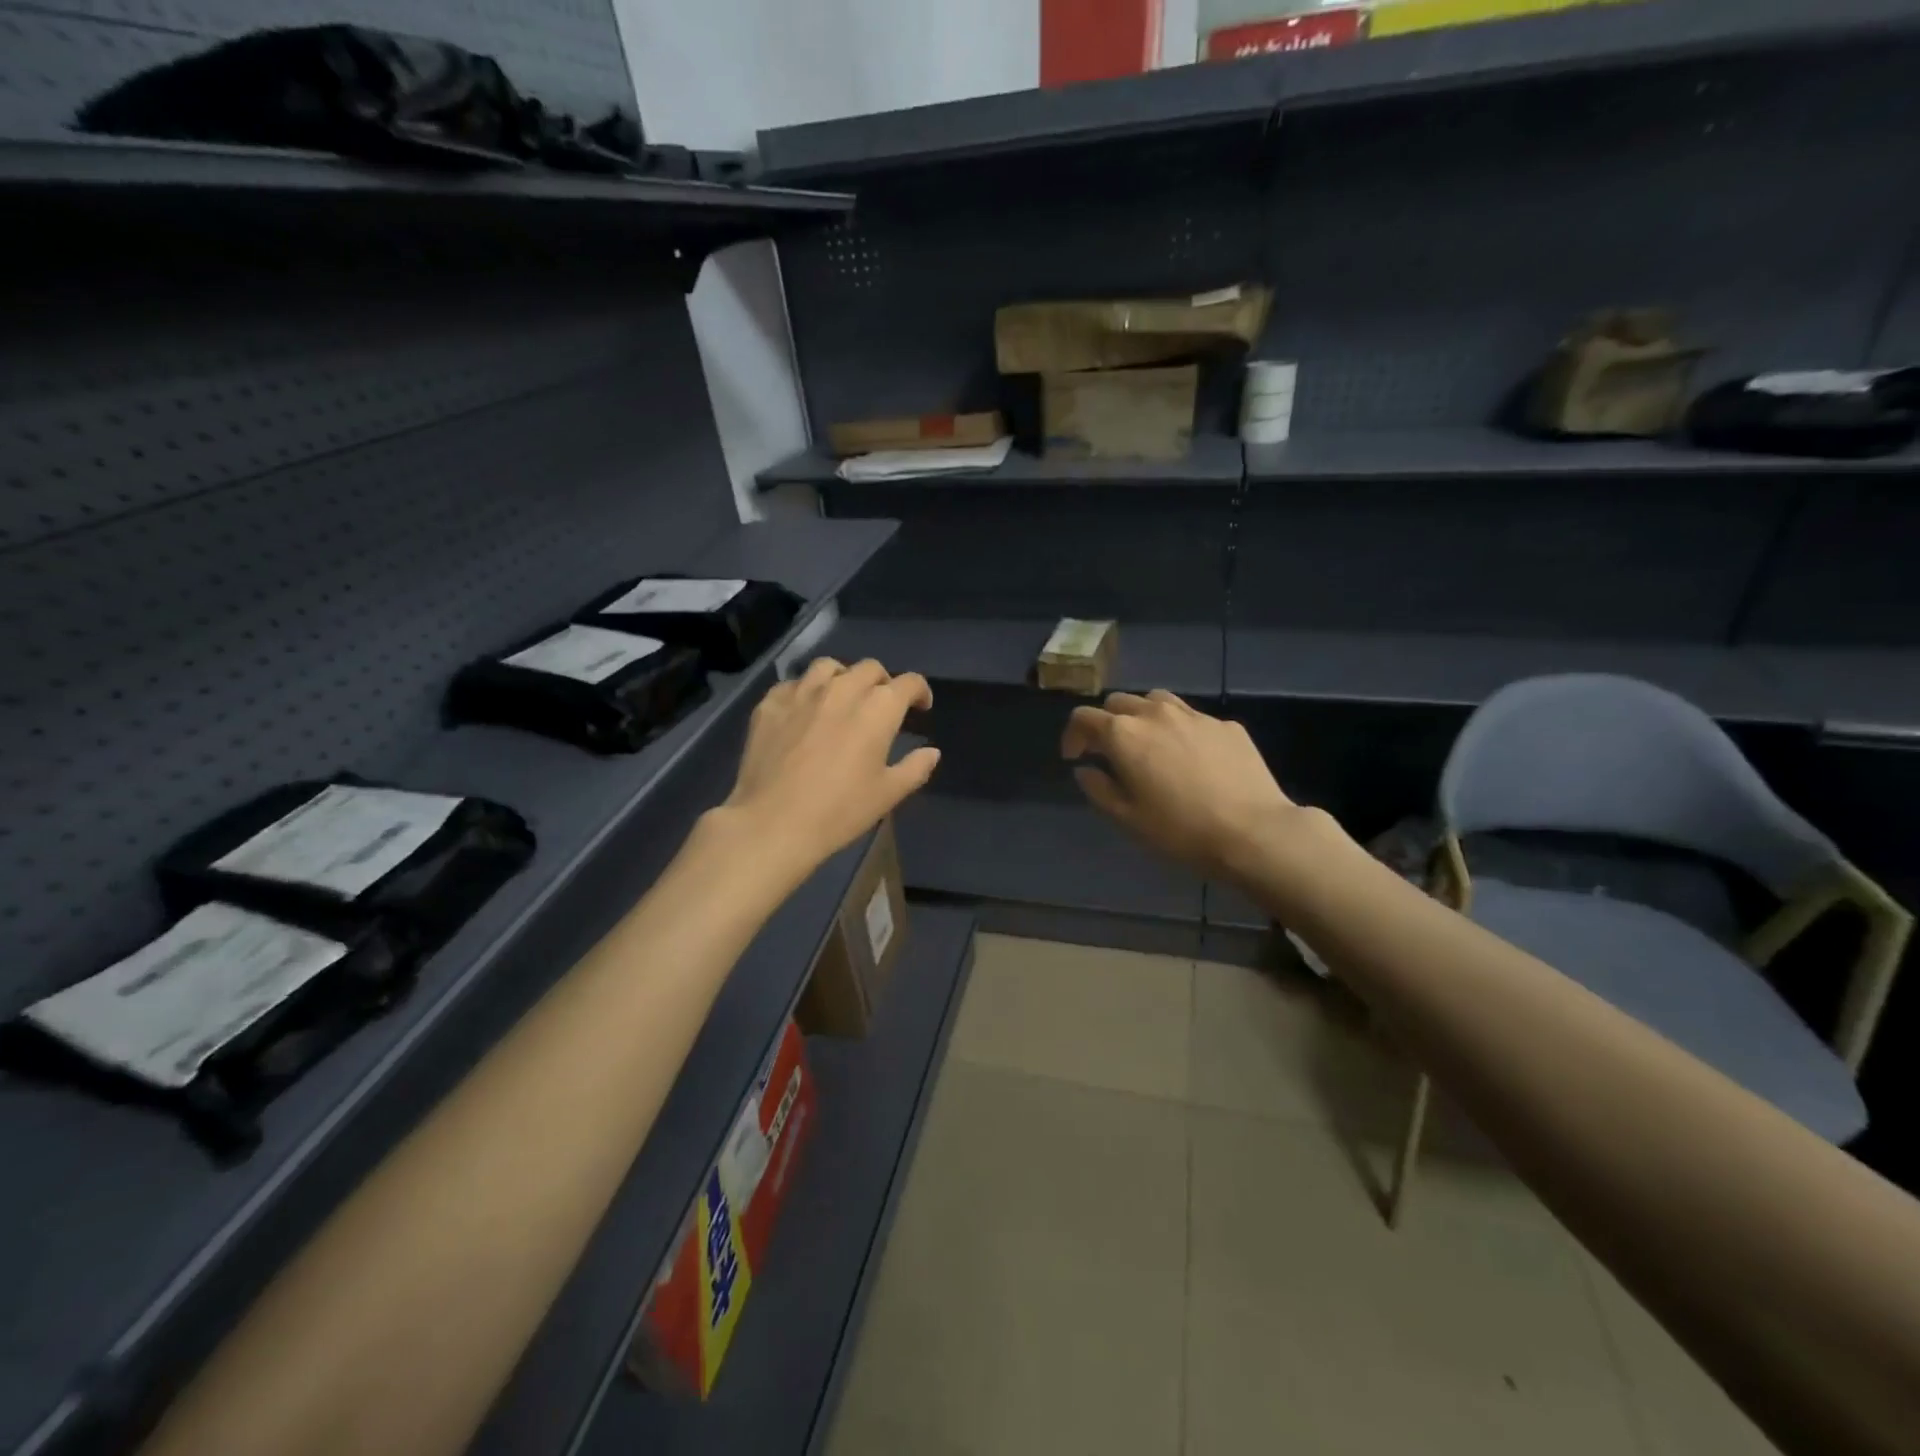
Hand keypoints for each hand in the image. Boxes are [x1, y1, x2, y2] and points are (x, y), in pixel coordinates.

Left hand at [722, 658, 940, 880]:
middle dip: (883, 682)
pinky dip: (805, 692)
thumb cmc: (839, 811)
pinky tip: (803, 712)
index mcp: (878, 708)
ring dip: (843, 678)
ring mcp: (802, 692)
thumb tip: (931, 752)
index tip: (920, 707)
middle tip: (881, 706)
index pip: (908, 683)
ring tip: (841, 699)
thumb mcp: (888, 794)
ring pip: (828, 667)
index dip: (920, 691)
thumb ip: (915, 768)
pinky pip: (793, 684)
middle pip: (870, 668)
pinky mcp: (770, 704)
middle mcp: (842, 689)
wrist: (773, 822)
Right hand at [1062, 690, 1300, 882]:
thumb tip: (1085, 770)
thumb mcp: (1127, 818)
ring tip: (1148, 744)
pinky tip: (1190, 757)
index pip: (1084, 717)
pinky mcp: (1225, 725)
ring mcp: (1194, 715)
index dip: (1073, 735)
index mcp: (1124, 734)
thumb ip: (1098, 788)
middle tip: (1110, 752)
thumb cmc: (1180, 829)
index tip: (1075, 757)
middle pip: (1119, 702)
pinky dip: (1179, 729)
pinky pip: (1192, 718)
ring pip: (1156, 701)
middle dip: (1107, 723)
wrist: (1252, 831)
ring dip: (1142, 717)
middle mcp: (1155, 713)